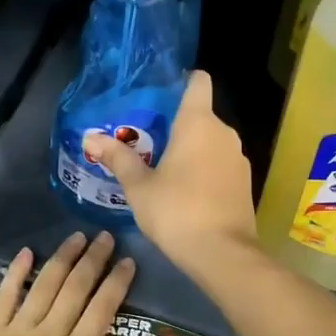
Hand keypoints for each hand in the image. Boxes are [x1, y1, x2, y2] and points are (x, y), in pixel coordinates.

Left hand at [0, 231, 138, 335]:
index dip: (116, 283)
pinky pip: (6, 295)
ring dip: (62, 258)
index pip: (102, 311)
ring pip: (45, 285)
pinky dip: (17, 272)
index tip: (128, 262)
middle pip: (75, 289)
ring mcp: (17, 330)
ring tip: (77, 237)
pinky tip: (27, 253)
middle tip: (105, 236)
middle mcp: (48, 335)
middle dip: (93, 260)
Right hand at [83, 71, 256, 273]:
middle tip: (146, 140)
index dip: (182, 81)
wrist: (223, 254)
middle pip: (200, 115)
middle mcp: (223, 133)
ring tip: (162, 166)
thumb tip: (91, 137)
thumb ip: (118, 158)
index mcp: (198, 123)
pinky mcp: (244, 182)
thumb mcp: (139, 186)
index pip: (198, 82)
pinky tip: (185, 190)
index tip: (161, 93)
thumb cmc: (176, 211)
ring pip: (211, 141)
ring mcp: (238, 158)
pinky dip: (205, 168)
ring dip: (191, 149)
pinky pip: (220, 163)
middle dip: (176, 124)